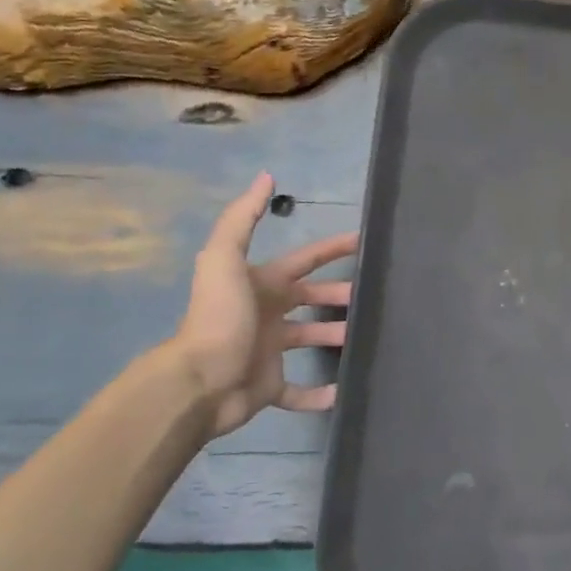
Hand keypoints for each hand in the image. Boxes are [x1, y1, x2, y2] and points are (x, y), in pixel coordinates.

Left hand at [170, 173, 357, 438]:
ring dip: (334, 338)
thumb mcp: (225, 259)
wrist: (199, 380)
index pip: (304, 261)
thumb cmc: (221, 317)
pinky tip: (343, 392)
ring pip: (309, 340)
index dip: (332, 250)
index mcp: (261, 285)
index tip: (364, 242)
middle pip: (310, 300)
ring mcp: (268, 352)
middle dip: (338, 296)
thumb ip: (243, 218)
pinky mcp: (269, 387)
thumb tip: (265, 177)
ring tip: (365, 337)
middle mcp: (266, 314)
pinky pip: (299, 391)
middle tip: (371, 297)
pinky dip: (319, 394)